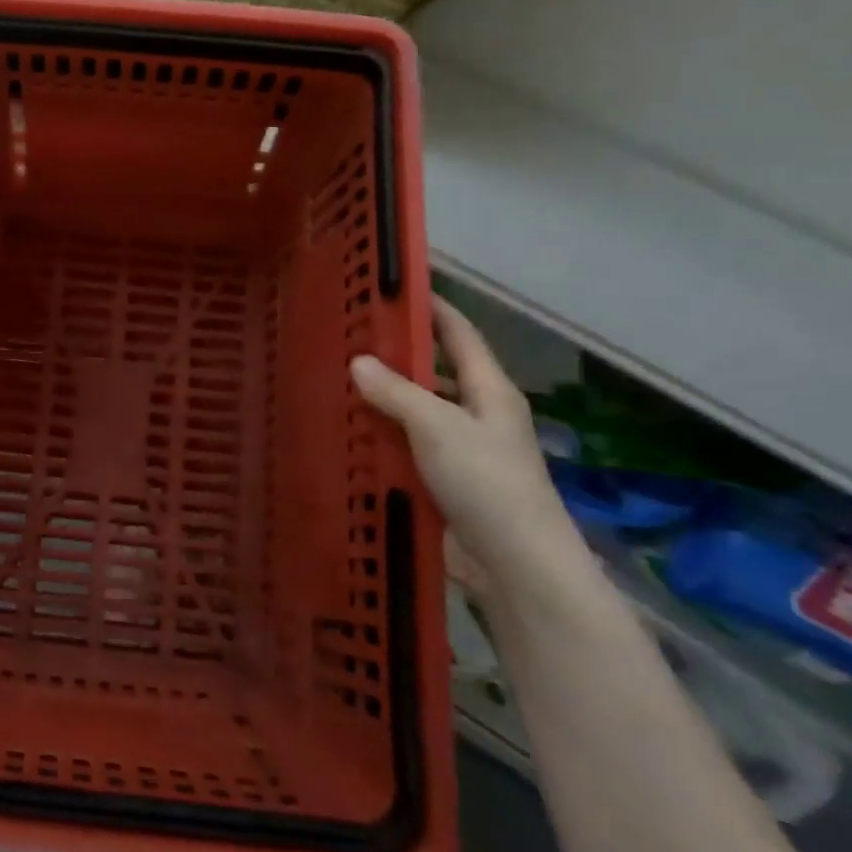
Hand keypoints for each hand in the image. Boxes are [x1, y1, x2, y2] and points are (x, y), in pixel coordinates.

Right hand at [351, 299, 584, 585]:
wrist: (515, 564)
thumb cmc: (486, 483)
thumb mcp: (439, 428)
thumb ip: (398, 393)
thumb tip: (358, 361)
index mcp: (489, 390)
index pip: (458, 334)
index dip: (431, 307)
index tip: (393, 286)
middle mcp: (477, 413)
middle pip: (435, 371)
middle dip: (396, 353)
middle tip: (347, 336)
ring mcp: (461, 448)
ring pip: (417, 410)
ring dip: (384, 398)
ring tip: (336, 379)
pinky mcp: (444, 480)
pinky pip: (407, 445)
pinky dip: (381, 436)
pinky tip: (348, 432)